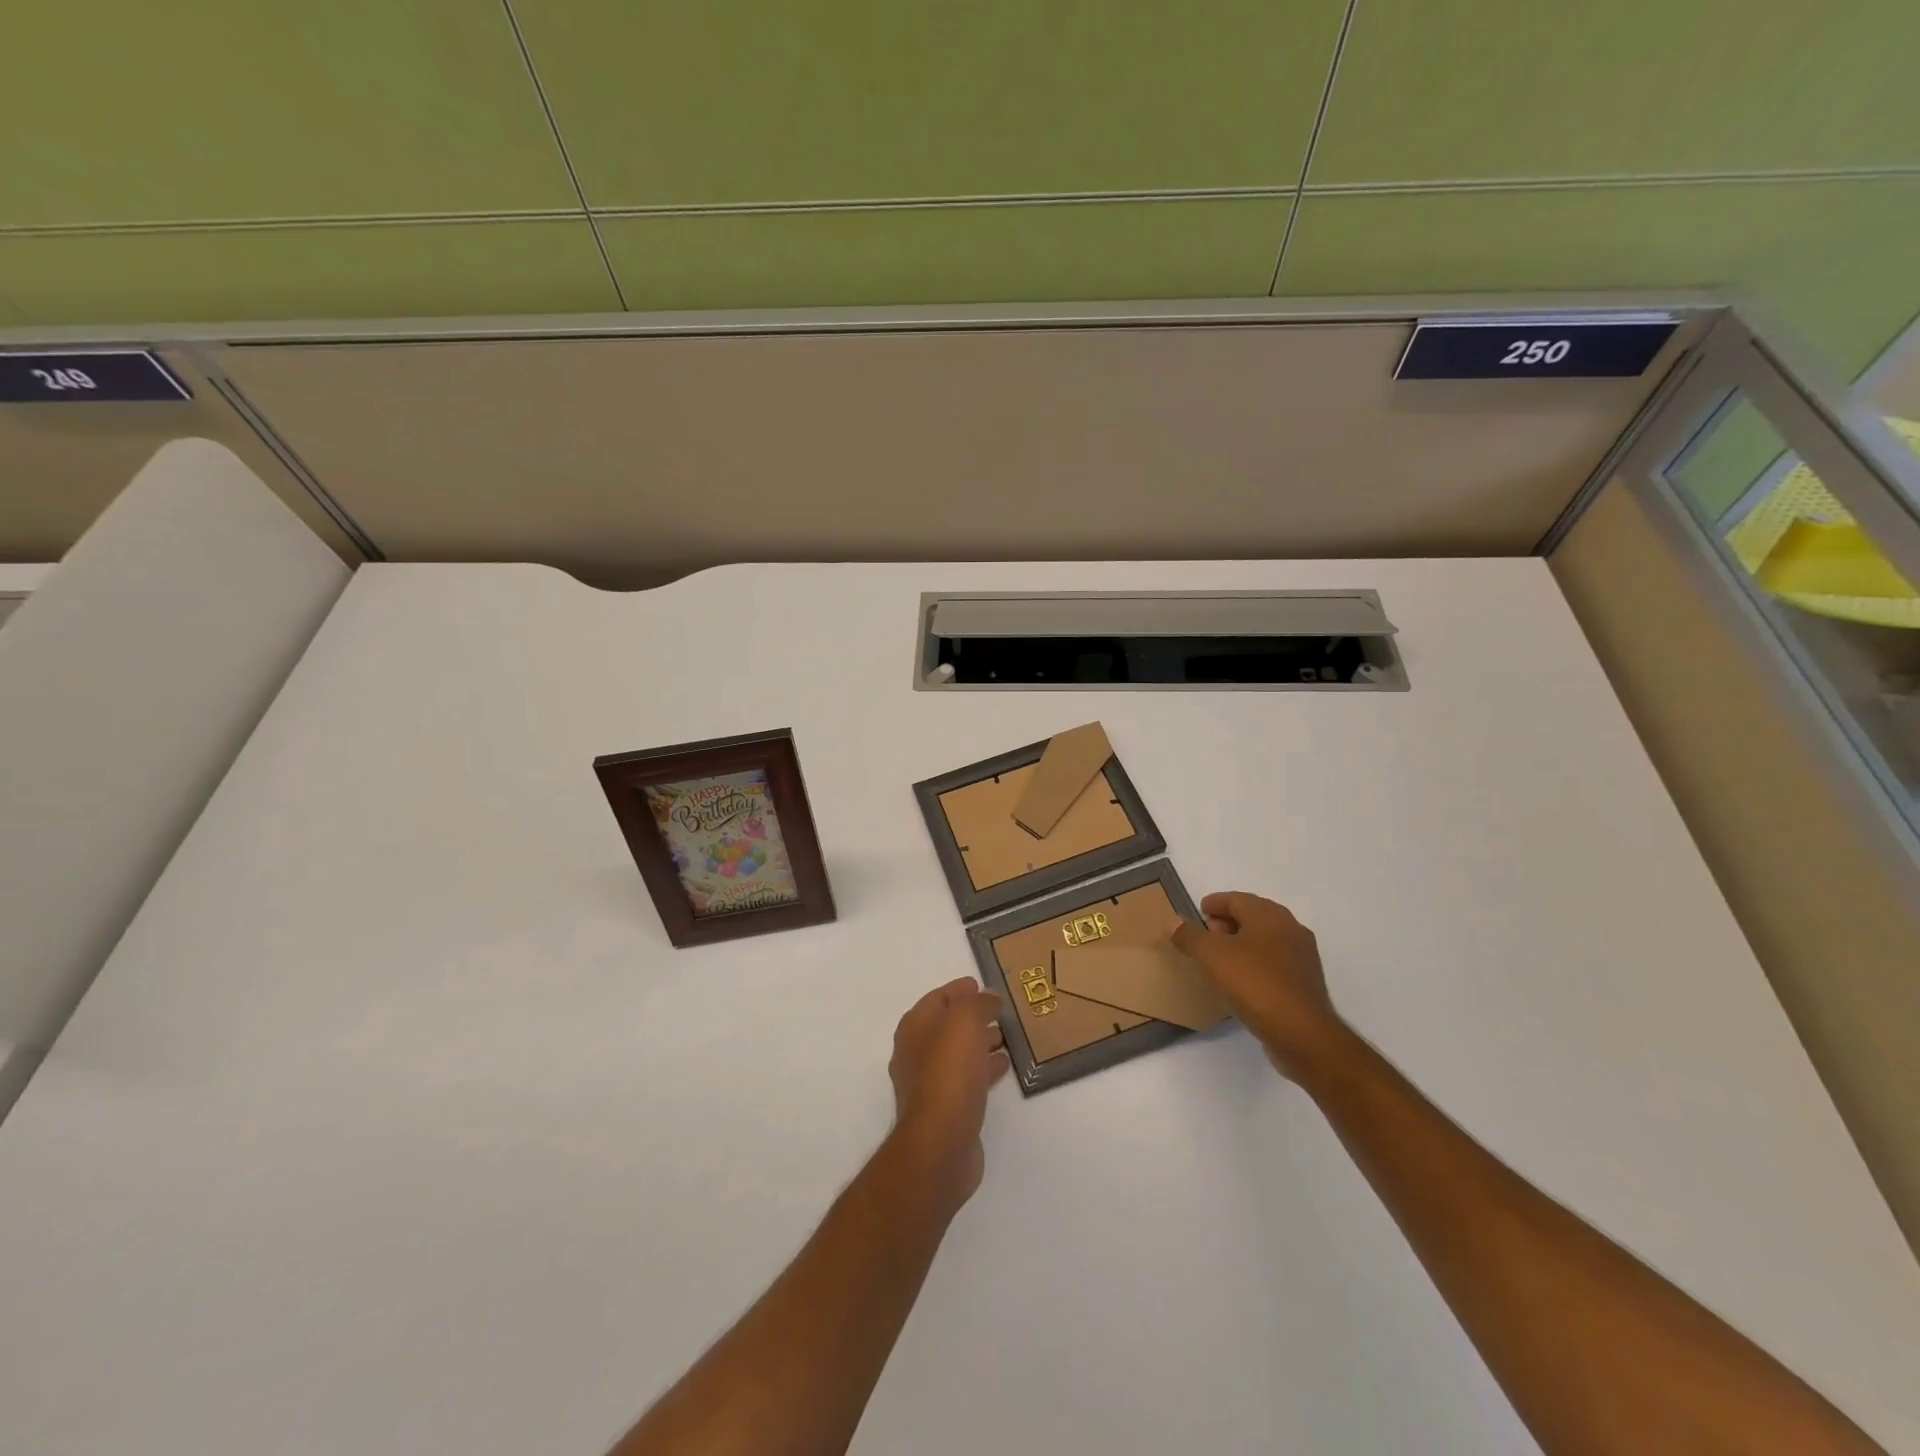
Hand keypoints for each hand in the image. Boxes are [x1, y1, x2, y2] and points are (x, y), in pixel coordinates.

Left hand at [887, 978, 1009, 1215]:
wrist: (940, 1144)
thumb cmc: (949, 1073)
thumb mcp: (965, 1022)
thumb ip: (978, 1004)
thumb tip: (989, 997)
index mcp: (915, 1028)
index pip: (938, 998)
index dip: (959, 990)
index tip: (980, 984)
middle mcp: (916, 1052)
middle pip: (947, 1026)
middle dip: (972, 1016)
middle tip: (1000, 1011)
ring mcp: (929, 1083)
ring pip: (958, 1053)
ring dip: (980, 1042)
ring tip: (1007, 1037)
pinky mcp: (946, 1109)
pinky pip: (967, 1078)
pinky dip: (984, 1068)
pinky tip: (1003, 1066)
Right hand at [1172, 892, 1348, 1079]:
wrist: (1302, 1034)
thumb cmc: (1255, 984)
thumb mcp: (1212, 956)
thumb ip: (1190, 936)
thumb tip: (1172, 922)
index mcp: (1270, 915)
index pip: (1236, 899)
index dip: (1214, 904)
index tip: (1198, 913)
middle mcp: (1290, 929)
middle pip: (1253, 916)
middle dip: (1227, 923)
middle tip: (1205, 936)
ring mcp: (1302, 956)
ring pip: (1265, 940)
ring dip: (1241, 943)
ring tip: (1219, 960)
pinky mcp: (1305, 983)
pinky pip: (1274, 963)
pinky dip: (1255, 963)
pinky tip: (1241, 981)